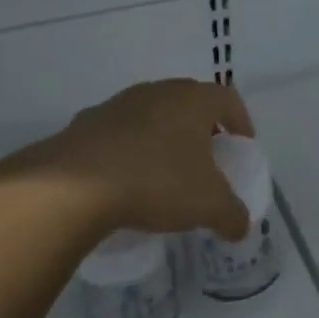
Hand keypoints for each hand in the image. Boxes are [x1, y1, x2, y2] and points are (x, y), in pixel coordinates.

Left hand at [17, 79, 255, 240]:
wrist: (76, 184)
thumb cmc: (157, 182)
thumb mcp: (208, 205)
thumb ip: (232, 215)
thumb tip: (241, 226)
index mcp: (193, 100)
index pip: (227, 98)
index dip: (241, 121)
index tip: (242, 145)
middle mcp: (157, 92)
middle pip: (189, 102)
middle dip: (201, 128)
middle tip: (206, 158)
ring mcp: (118, 104)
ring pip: (152, 114)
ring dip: (163, 137)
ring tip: (165, 171)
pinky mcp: (86, 122)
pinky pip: (119, 132)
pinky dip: (129, 150)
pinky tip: (126, 179)